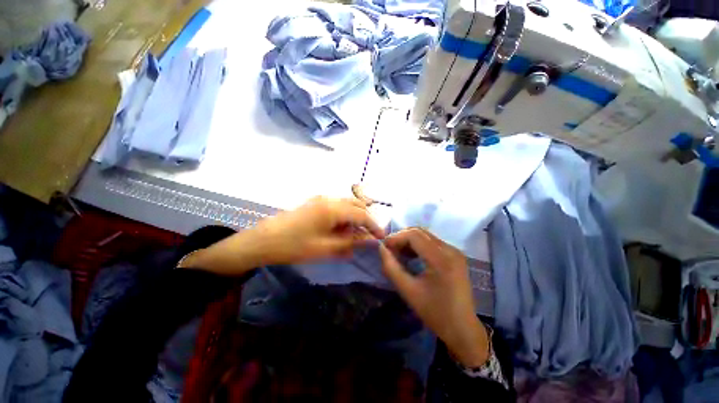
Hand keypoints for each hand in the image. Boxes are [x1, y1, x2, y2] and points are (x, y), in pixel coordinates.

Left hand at [180, 197, 384, 274]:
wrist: (264, 240)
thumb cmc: (295, 246)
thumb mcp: (326, 248)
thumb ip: (351, 242)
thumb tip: (369, 240)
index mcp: (334, 208)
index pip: (363, 214)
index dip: (374, 226)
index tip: (381, 238)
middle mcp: (330, 198)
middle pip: (357, 205)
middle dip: (366, 220)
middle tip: (368, 237)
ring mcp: (322, 199)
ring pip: (347, 205)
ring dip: (355, 218)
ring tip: (353, 235)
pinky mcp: (315, 202)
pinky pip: (337, 206)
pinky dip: (344, 216)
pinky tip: (340, 229)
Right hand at [379, 228, 489, 366]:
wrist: (462, 329)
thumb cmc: (434, 313)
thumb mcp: (408, 291)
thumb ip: (391, 267)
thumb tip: (381, 248)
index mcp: (441, 259)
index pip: (414, 235)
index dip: (396, 237)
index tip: (384, 247)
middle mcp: (450, 250)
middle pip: (420, 232)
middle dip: (402, 238)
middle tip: (390, 250)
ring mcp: (455, 251)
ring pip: (426, 236)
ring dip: (409, 241)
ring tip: (398, 253)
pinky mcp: (455, 255)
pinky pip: (432, 243)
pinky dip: (419, 246)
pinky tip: (411, 256)